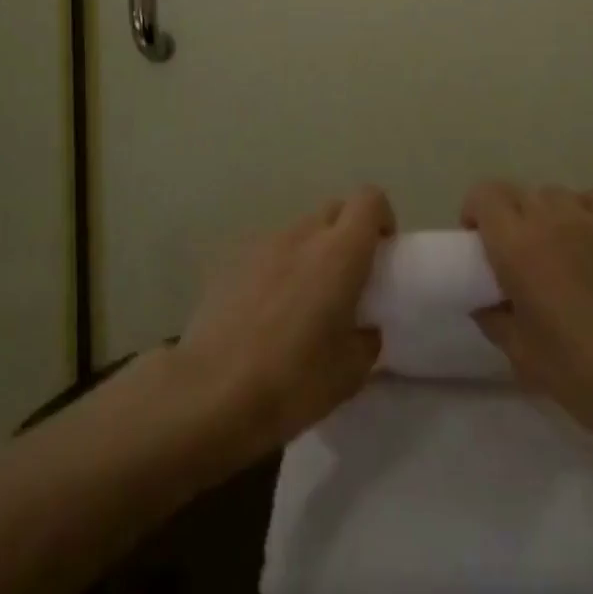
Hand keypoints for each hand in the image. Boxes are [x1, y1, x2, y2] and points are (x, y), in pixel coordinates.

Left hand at [176, 187, 393, 459]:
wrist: (209, 394)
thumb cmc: (293, 381)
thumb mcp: (351, 372)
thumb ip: (367, 338)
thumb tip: (363, 328)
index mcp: (340, 252)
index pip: (369, 199)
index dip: (381, 218)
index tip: (382, 252)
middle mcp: (301, 236)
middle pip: (333, 210)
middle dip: (347, 233)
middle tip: (348, 278)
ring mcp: (261, 246)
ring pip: (298, 232)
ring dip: (310, 252)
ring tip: (303, 301)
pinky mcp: (229, 263)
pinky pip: (266, 254)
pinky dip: (277, 269)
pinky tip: (266, 313)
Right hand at [465, 181, 592, 471]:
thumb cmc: (583, 371)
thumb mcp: (523, 356)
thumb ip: (495, 320)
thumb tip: (485, 304)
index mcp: (517, 247)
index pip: (485, 195)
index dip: (475, 212)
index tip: (478, 243)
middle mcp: (551, 220)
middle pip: (519, 193)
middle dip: (509, 217)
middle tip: (515, 255)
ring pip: (555, 194)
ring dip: (545, 214)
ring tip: (555, 248)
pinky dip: (582, 212)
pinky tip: (589, 241)